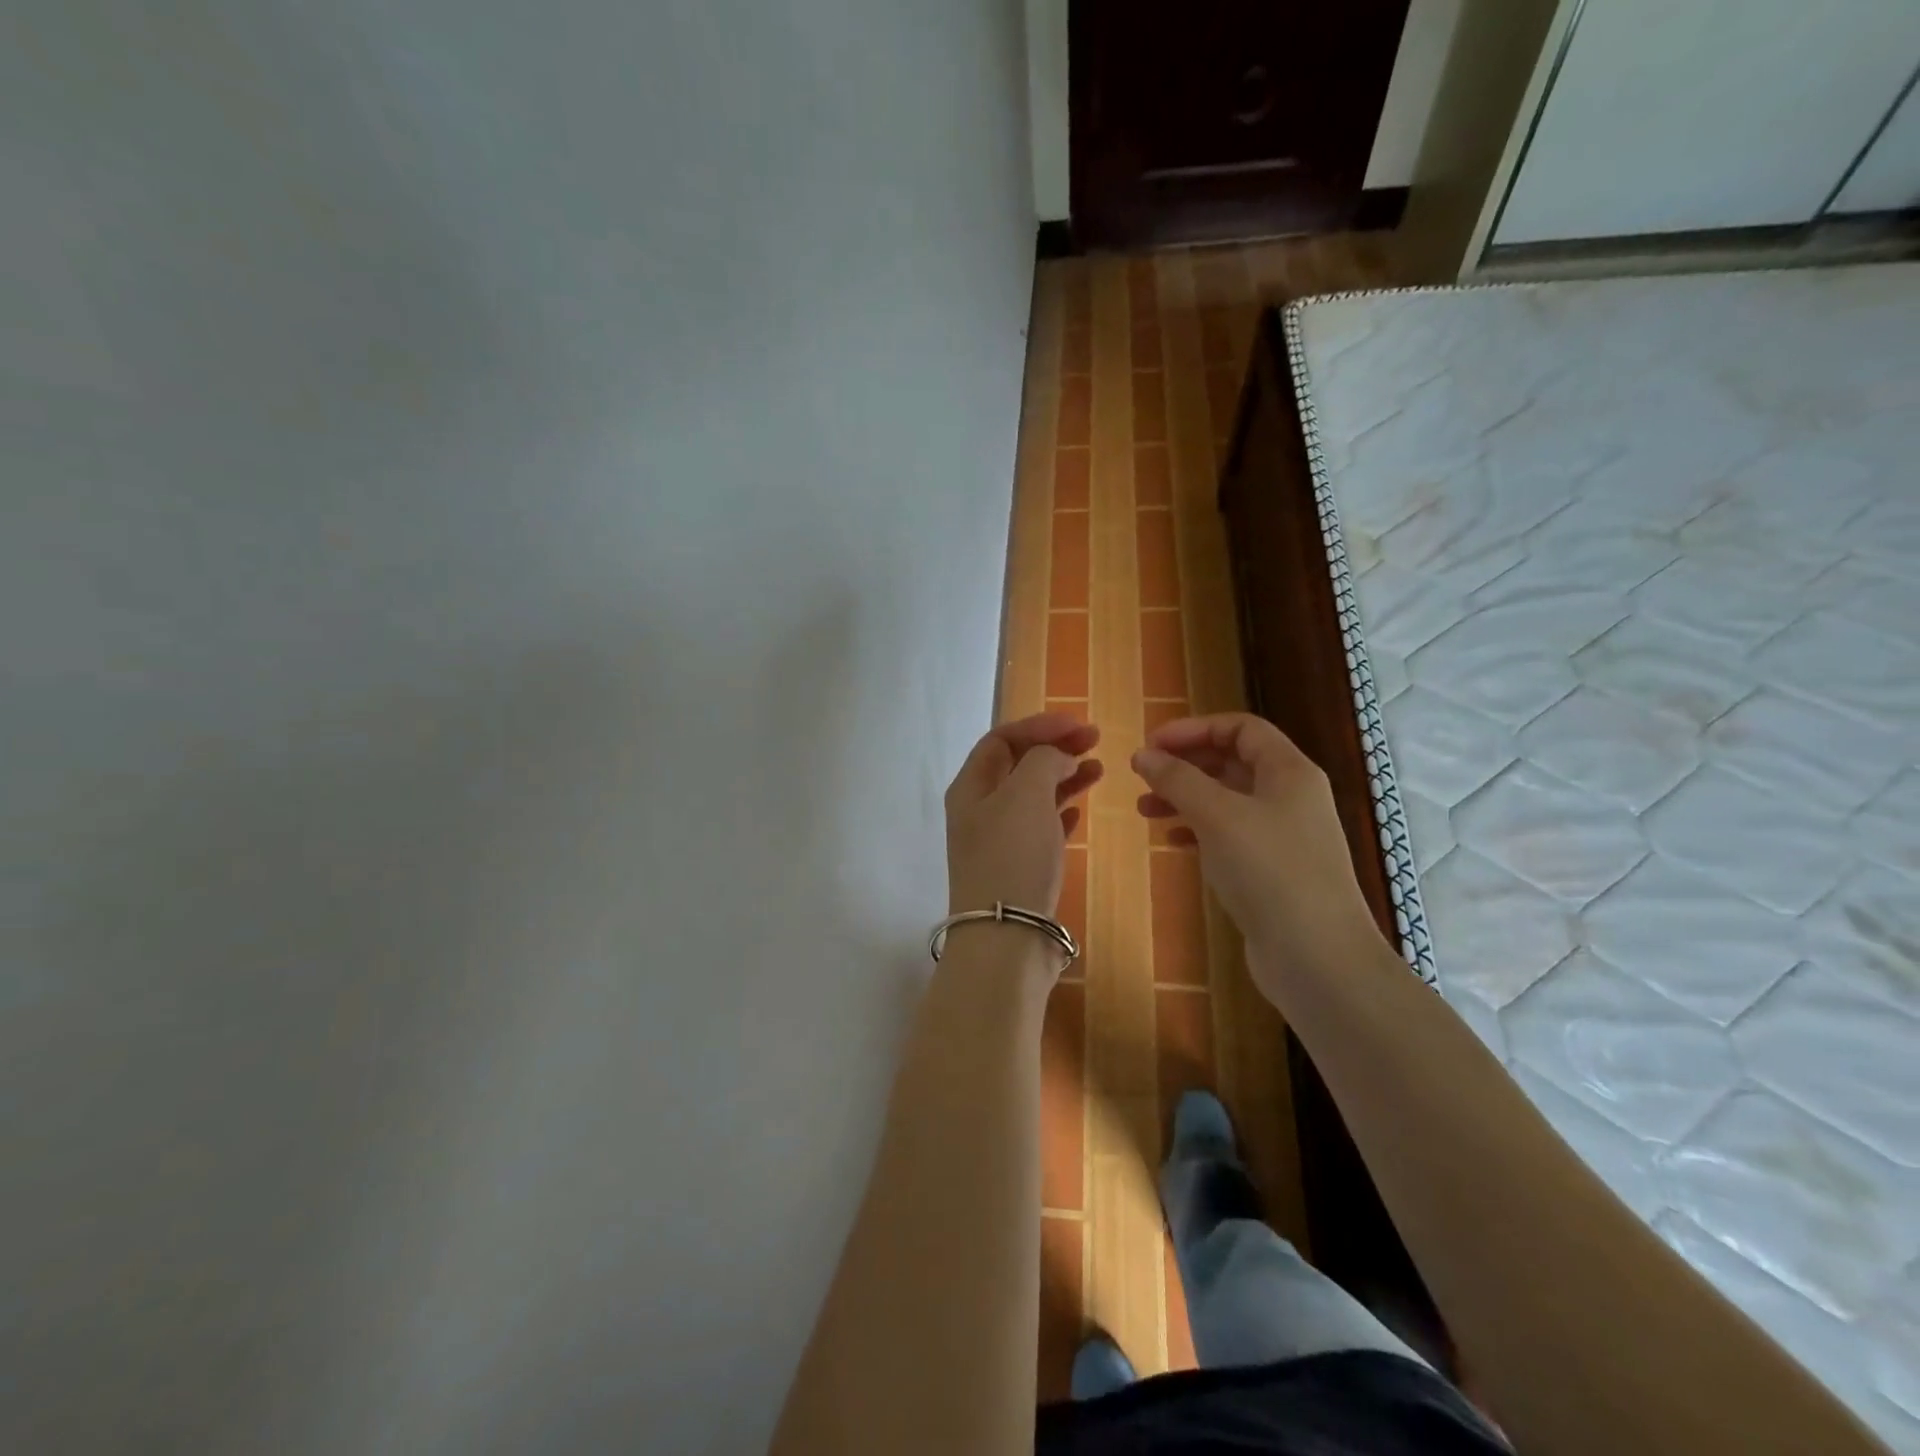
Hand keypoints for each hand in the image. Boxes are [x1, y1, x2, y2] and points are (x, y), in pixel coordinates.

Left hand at [945, 712, 1101, 916]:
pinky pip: (1040, 828)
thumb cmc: (1012, 857)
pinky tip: (1079, 811)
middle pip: (1017, 765)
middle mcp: (979, 810)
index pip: (1001, 739)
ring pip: (1032, 796)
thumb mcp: (1025, 794)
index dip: (1039, 725)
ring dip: (1063, 777)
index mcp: (971, 787)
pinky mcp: (1018, 868)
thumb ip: (1044, 761)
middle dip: (1054, 748)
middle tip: (1094, 741)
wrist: (1006, 937)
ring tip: (1098, 769)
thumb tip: (1058, 757)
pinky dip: (1060, 812)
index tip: (1078, 724)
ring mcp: (998, 841)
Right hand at [1132, 714, 1375, 977]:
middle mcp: (1290, 797)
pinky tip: (1173, 841)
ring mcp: (1283, 836)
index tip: (1151, 745)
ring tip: (1145, 810)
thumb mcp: (1217, 815)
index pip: (1241, 728)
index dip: (1194, 729)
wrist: (1317, 957)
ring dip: (1185, 798)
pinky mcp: (1272, 871)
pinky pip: (1229, 835)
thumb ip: (1177, 780)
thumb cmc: (1269, 871)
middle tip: (1143, 776)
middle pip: (1232, 762)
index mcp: (1289, 771)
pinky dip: (1198, 830)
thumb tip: (1143, 755)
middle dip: (1185, 764)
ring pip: (1227, 801)